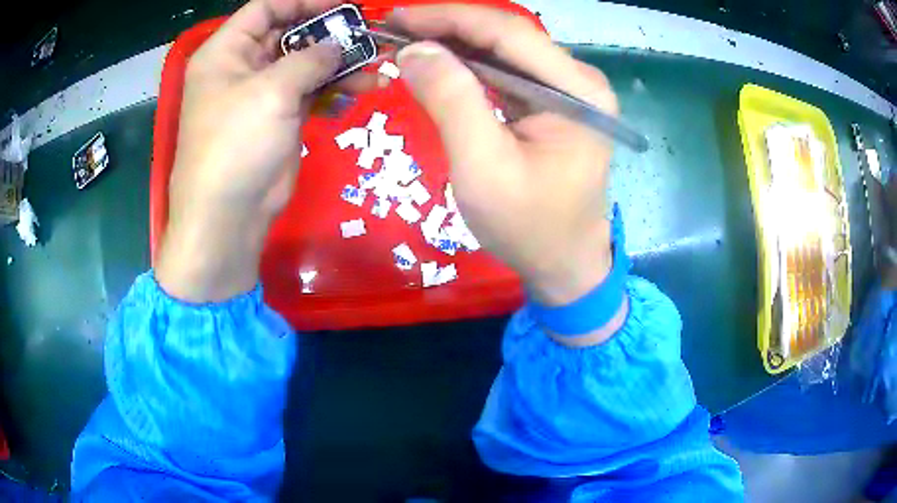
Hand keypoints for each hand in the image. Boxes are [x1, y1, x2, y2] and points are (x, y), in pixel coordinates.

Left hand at [156, 0, 372, 301]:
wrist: (229, 216)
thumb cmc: (235, 145)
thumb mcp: (271, 91)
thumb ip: (310, 58)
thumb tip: (339, 44)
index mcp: (226, 52)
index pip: (266, 8)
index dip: (304, 1)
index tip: (344, 5)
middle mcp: (242, 66)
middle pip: (290, 33)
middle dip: (328, 32)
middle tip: (368, 33)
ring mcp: (262, 93)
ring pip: (306, 63)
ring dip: (340, 62)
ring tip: (376, 65)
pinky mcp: (280, 117)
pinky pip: (312, 90)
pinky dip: (336, 88)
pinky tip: (363, 88)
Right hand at [392, 7, 620, 317]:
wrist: (565, 264)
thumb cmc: (529, 227)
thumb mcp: (483, 167)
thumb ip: (452, 100)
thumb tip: (415, 50)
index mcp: (577, 91)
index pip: (507, 32)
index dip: (449, 18)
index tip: (398, 17)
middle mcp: (579, 81)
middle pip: (507, 36)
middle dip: (448, 28)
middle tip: (394, 30)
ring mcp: (568, 91)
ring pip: (503, 51)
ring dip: (454, 45)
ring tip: (407, 44)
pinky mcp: (554, 104)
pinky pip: (506, 73)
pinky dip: (469, 67)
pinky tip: (438, 66)